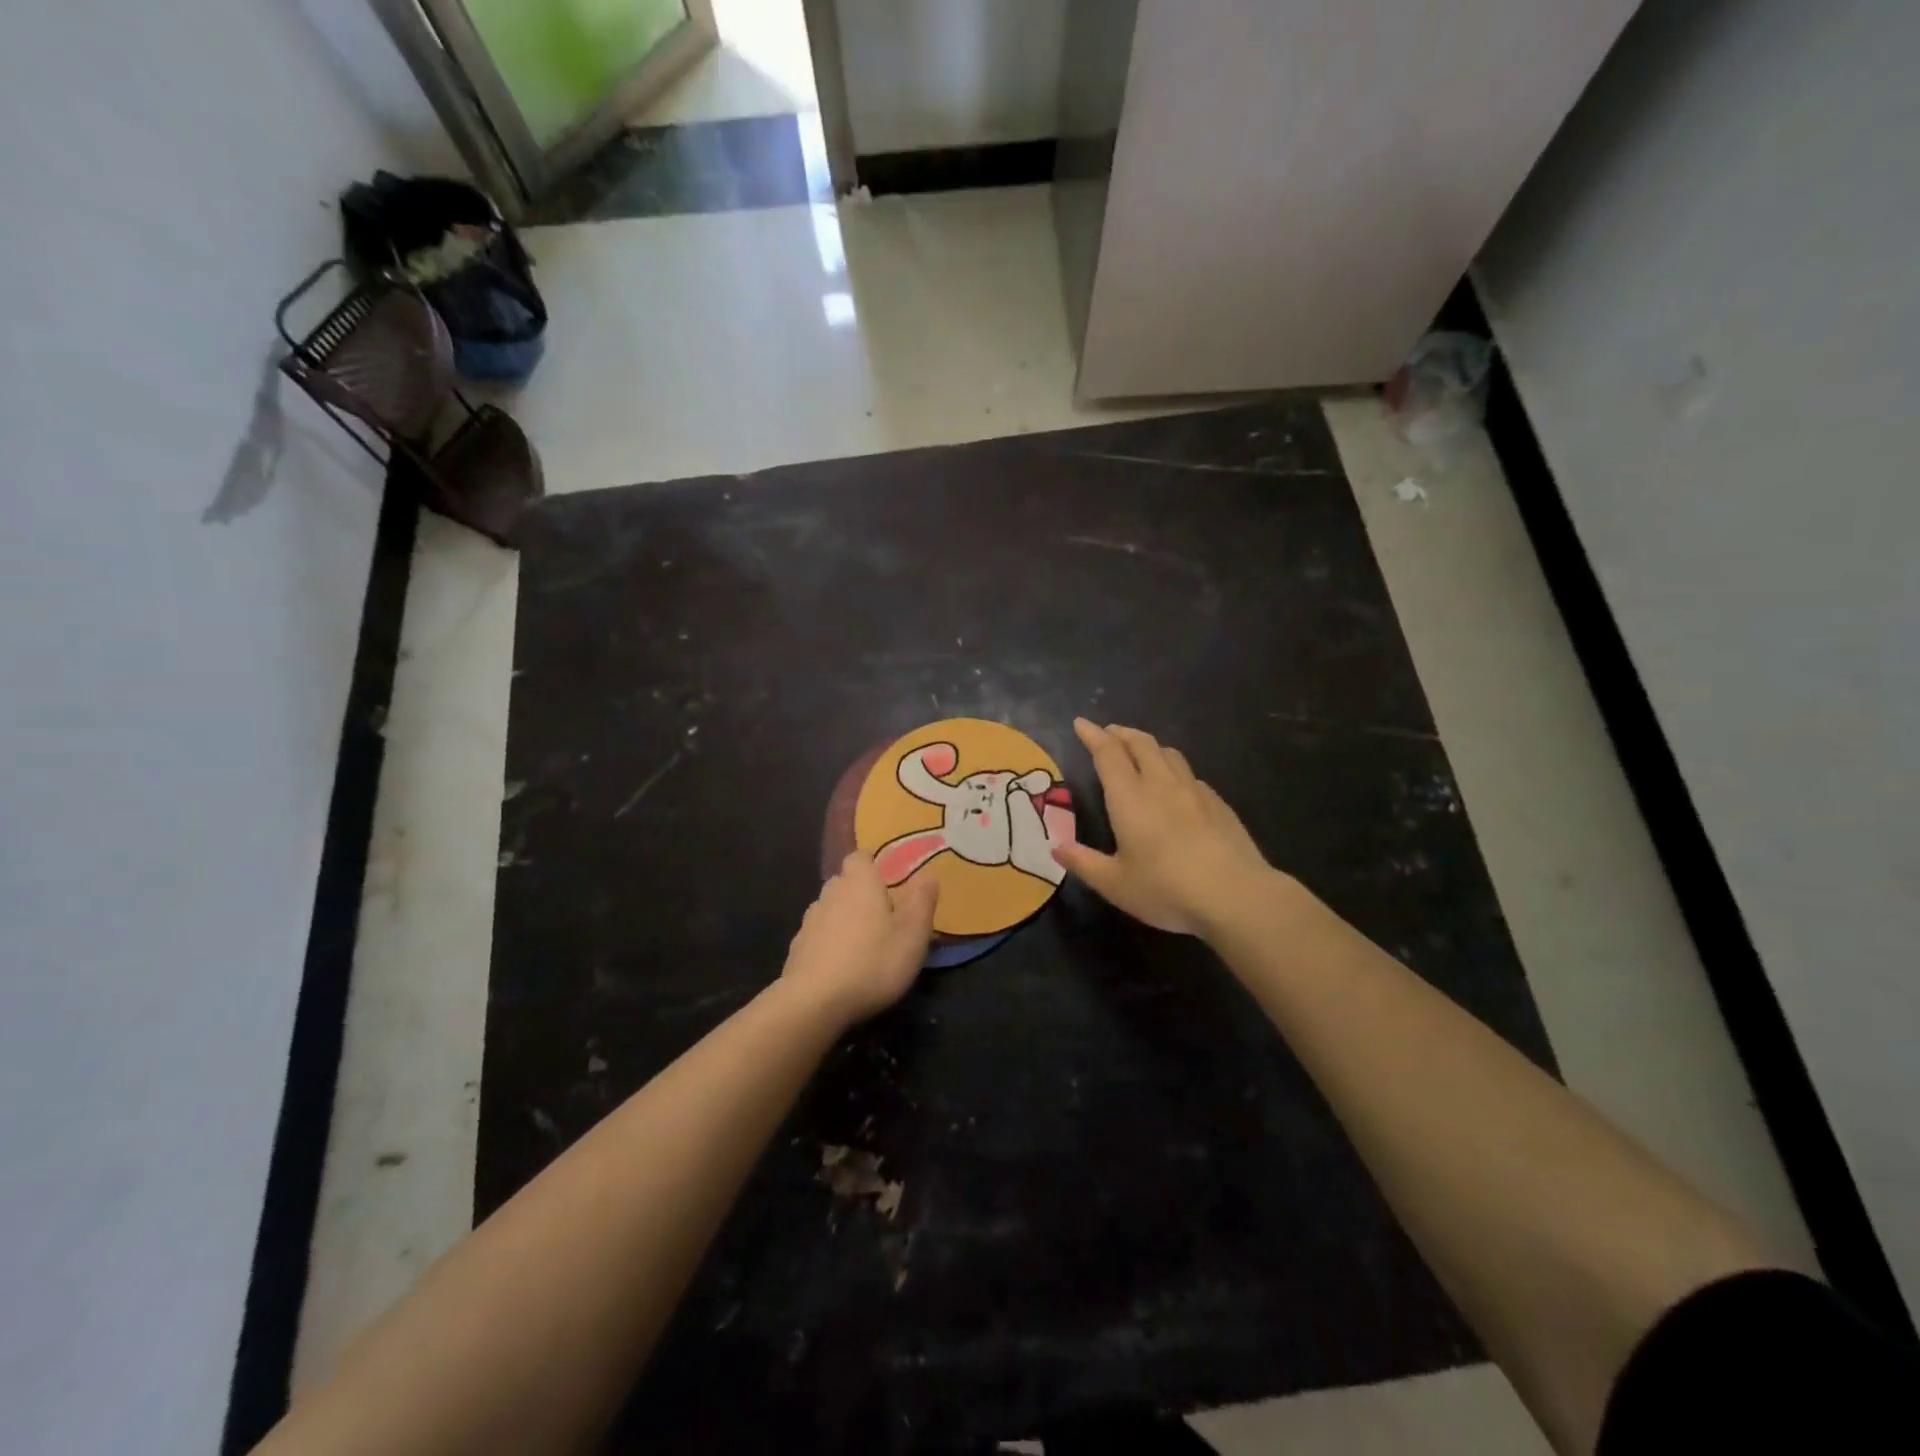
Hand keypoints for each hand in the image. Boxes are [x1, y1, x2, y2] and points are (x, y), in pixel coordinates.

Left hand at [781, 850, 939, 1024]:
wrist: (813, 1003)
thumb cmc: (872, 962)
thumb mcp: (913, 934)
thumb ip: (922, 900)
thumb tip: (928, 874)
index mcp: (859, 883)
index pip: (860, 856)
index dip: (873, 864)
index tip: (889, 880)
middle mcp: (830, 893)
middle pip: (845, 882)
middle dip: (861, 892)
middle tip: (883, 915)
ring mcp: (809, 921)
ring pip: (830, 909)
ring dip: (844, 918)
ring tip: (863, 942)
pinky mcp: (797, 949)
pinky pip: (818, 936)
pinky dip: (829, 943)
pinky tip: (841, 965)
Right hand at [1053, 718, 1280, 935]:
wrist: (1235, 895)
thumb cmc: (1166, 889)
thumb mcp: (1115, 884)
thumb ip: (1084, 863)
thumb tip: (1056, 849)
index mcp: (1129, 797)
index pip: (1108, 753)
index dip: (1092, 735)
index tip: (1081, 723)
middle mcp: (1161, 784)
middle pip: (1141, 744)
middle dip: (1121, 734)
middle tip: (1109, 733)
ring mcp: (1194, 791)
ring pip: (1169, 754)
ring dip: (1149, 746)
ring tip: (1141, 752)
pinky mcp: (1218, 804)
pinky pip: (1190, 775)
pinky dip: (1174, 770)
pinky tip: (1176, 787)